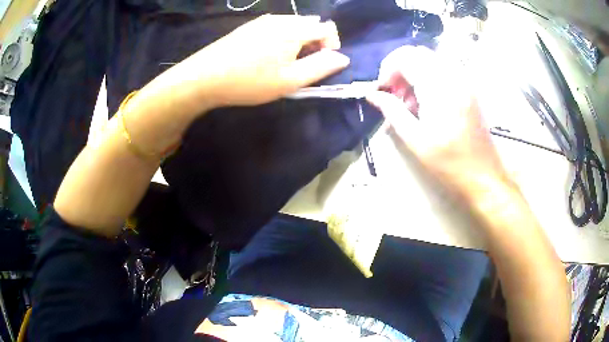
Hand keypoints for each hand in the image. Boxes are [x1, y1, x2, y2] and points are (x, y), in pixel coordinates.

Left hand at [185, 14, 349, 106]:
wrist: (205, 77)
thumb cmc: (250, 81)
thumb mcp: (290, 80)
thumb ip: (321, 67)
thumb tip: (343, 58)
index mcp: (294, 29)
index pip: (327, 28)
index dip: (331, 46)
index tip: (320, 64)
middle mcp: (281, 19)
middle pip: (310, 24)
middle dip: (315, 43)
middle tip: (302, 66)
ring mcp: (263, 21)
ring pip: (293, 25)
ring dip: (298, 41)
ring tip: (284, 63)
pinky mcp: (250, 26)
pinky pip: (277, 27)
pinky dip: (282, 38)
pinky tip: (268, 55)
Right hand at [367, 46, 510, 197]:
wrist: (483, 176)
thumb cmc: (449, 162)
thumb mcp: (415, 139)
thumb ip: (392, 111)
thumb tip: (372, 95)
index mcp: (438, 88)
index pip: (406, 57)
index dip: (387, 68)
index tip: (382, 89)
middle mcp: (453, 76)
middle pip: (418, 53)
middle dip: (400, 68)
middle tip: (394, 93)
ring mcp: (464, 81)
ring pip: (431, 59)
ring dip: (415, 71)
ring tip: (410, 100)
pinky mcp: (469, 89)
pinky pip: (444, 69)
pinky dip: (429, 76)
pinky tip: (427, 100)